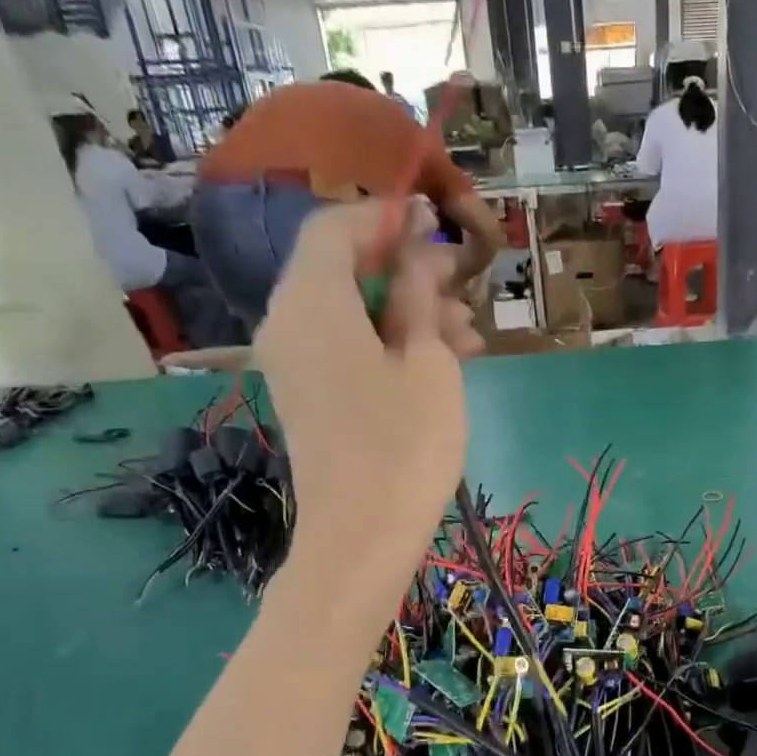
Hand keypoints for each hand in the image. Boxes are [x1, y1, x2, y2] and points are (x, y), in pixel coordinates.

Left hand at [254, 198, 482, 603]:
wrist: (361, 538)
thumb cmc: (405, 446)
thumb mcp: (429, 363)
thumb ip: (419, 297)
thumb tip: (416, 256)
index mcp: (311, 300)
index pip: (336, 227)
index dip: (387, 217)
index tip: (438, 224)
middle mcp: (288, 322)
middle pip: (341, 269)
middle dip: (404, 271)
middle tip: (464, 290)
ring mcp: (294, 363)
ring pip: (349, 313)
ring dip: (405, 312)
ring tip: (468, 336)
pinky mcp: (308, 397)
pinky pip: (344, 349)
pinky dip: (386, 344)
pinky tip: (439, 364)